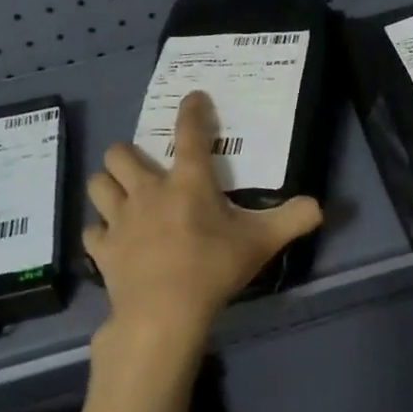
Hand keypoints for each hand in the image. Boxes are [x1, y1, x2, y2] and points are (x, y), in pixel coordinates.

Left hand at [84, 91, 322, 336]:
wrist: (164, 312)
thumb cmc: (213, 268)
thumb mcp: (262, 243)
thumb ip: (293, 220)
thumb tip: (319, 206)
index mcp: (188, 183)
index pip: (190, 134)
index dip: (192, 111)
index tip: (193, 98)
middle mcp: (148, 192)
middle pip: (120, 154)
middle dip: (129, 153)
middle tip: (145, 167)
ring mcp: (120, 219)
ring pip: (98, 185)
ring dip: (108, 185)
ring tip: (122, 195)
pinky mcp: (103, 248)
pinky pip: (92, 230)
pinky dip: (101, 231)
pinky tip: (113, 239)